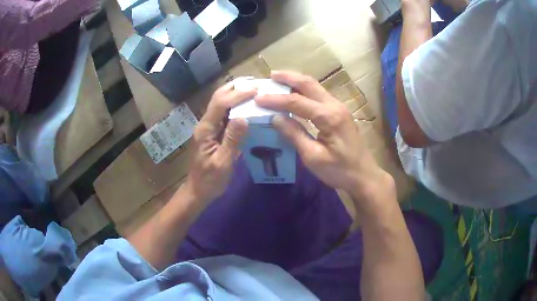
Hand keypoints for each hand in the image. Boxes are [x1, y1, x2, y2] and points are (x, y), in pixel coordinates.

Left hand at [185, 82, 255, 203]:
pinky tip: (247, 107)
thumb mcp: (223, 162)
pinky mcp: (213, 133)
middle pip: (218, 98)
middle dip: (235, 88)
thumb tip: (244, 117)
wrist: (198, 191)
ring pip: (221, 105)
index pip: (220, 104)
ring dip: (235, 95)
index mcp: (205, 129)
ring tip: (253, 90)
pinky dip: (236, 108)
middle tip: (254, 83)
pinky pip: (224, 115)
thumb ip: (232, 139)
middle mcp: (205, 124)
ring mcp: (209, 128)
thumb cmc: (210, 180)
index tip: (256, 90)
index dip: (238, 94)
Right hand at [255, 71, 390, 198]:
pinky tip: (295, 94)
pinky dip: (304, 91)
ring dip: (296, 82)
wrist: (364, 175)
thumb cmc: (340, 170)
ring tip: (279, 81)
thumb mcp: (313, 157)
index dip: (275, 100)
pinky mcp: (339, 113)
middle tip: (270, 76)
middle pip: (309, 84)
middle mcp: (334, 106)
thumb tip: (275, 118)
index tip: (257, 99)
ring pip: (315, 87)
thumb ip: (294, 135)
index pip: (296, 102)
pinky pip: (319, 95)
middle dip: (288, 77)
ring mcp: (339, 107)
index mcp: (329, 117)